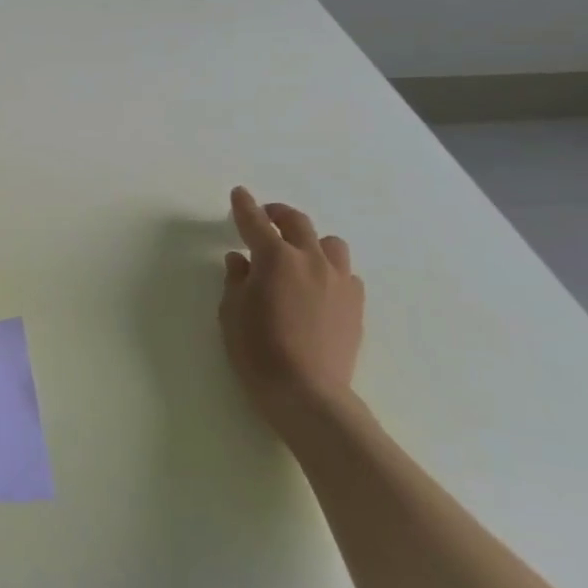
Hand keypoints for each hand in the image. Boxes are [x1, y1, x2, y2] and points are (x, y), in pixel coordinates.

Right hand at [219, 187, 364, 435]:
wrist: (308, 393)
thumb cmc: (257, 351)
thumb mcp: (232, 312)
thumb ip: (236, 280)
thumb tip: (240, 260)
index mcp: (276, 259)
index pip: (255, 222)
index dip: (244, 206)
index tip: (239, 194)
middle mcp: (311, 261)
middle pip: (297, 223)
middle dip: (278, 214)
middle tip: (265, 217)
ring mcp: (339, 281)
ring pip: (330, 244)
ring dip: (310, 240)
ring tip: (297, 253)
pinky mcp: (355, 304)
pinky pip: (345, 273)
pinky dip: (329, 269)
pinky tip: (317, 285)